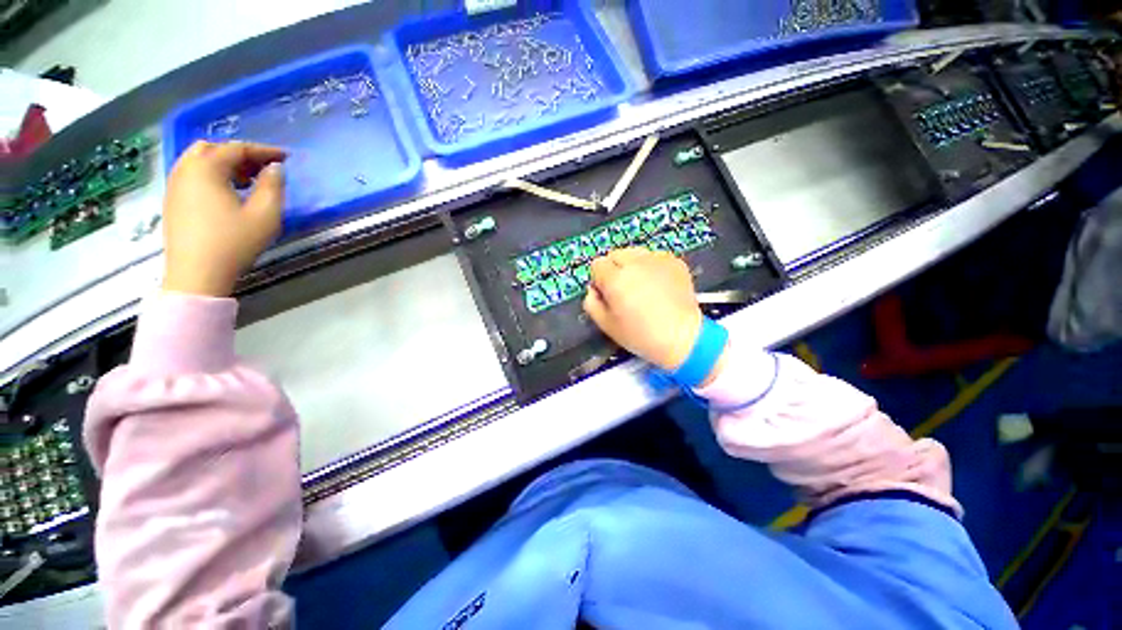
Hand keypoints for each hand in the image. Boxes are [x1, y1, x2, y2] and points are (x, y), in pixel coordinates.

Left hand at [162, 141, 286, 296]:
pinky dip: (211, 175)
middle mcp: (185, 170)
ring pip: (199, 161)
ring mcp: (174, 185)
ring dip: (224, 164)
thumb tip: (275, 169)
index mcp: (207, 168)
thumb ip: (273, 187)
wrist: (196, 274)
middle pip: (213, 148)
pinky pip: (192, 175)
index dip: (264, 151)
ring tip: (247, 181)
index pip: (237, 149)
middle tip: (263, 169)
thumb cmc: (233, 243)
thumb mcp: (265, 215)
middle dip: (240, 154)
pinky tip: (227, 193)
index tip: (285, 158)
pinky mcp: (172, 201)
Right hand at [583, 248, 706, 373]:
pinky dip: (652, 267)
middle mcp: (635, 263)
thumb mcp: (606, 325)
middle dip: (615, 269)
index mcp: (615, 278)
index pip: (597, 264)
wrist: (682, 337)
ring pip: (635, 253)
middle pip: (615, 254)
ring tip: (642, 287)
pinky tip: (658, 286)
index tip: (607, 293)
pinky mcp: (675, 261)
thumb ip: (591, 302)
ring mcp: (657, 259)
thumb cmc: (640, 335)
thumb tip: (592, 289)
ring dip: (633, 265)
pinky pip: (655, 257)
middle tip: (624, 290)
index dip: (599, 279)